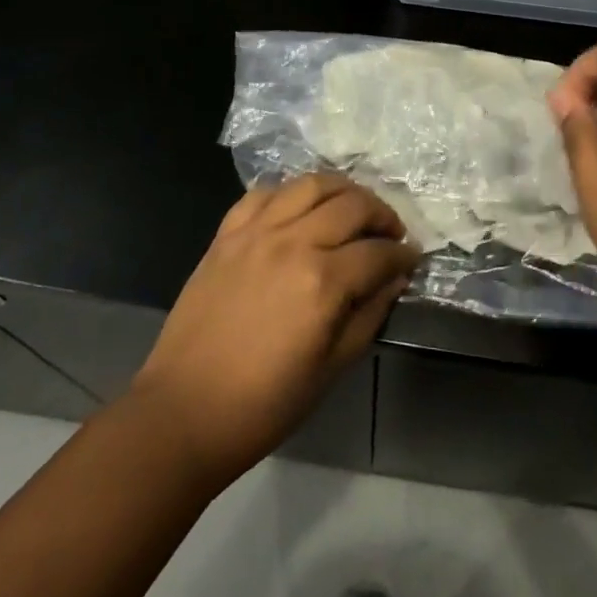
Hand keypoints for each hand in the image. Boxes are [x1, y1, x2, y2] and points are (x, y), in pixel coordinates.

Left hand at [130, 174, 418, 484]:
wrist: (184, 412)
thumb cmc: (264, 404)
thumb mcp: (331, 369)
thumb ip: (369, 314)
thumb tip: (395, 278)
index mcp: (322, 282)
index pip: (378, 252)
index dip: (402, 254)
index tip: (412, 258)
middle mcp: (294, 242)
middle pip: (352, 205)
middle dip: (382, 214)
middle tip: (390, 232)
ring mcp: (256, 232)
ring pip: (311, 184)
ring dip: (342, 190)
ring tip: (352, 207)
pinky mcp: (227, 233)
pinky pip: (265, 193)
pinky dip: (290, 193)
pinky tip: (300, 208)